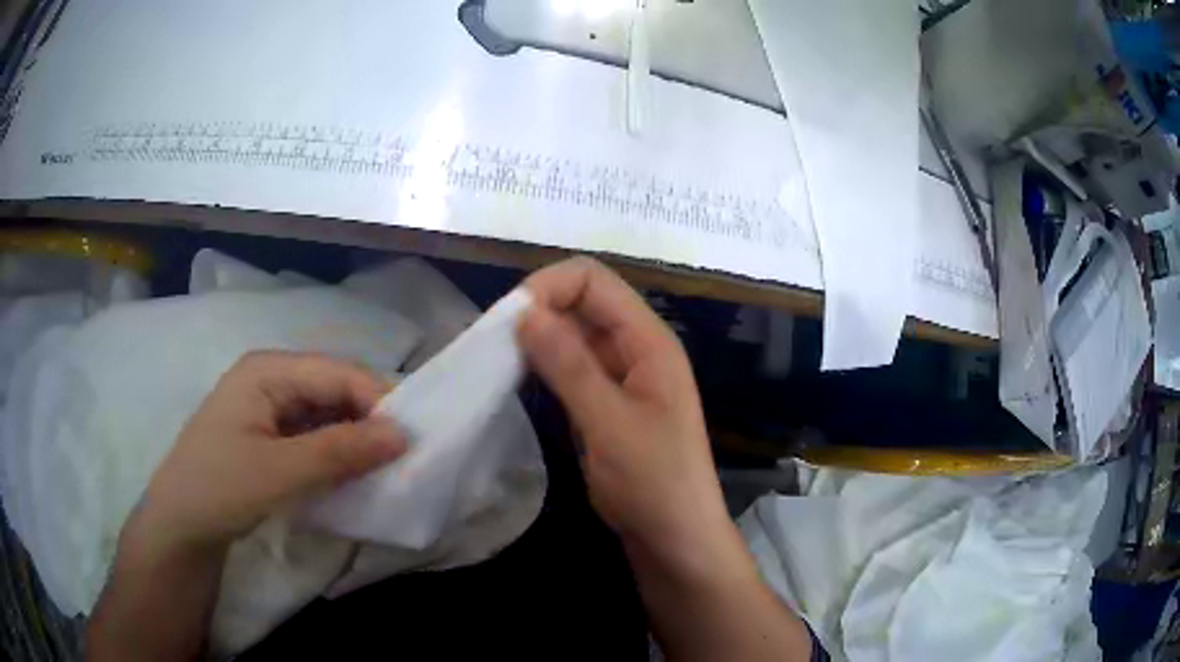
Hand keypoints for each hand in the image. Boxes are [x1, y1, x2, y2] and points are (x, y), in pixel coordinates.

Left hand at [135, 351, 406, 552]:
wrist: (180, 525)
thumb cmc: (221, 488)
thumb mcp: (281, 472)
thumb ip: (341, 451)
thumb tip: (402, 435)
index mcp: (268, 369)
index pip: (337, 372)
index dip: (378, 400)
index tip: (412, 440)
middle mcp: (270, 378)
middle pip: (333, 389)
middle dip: (368, 420)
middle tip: (402, 458)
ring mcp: (268, 407)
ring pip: (326, 414)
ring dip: (354, 439)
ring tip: (383, 469)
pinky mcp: (269, 435)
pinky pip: (313, 435)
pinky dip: (335, 452)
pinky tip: (350, 474)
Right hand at [518, 258, 729, 565]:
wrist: (674, 538)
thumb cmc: (654, 482)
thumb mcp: (610, 423)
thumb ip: (569, 366)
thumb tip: (525, 311)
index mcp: (649, 340)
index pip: (594, 281)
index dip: (550, 286)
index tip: (508, 319)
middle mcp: (635, 348)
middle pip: (581, 303)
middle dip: (537, 311)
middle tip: (492, 341)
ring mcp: (619, 376)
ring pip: (571, 336)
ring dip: (535, 340)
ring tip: (495, 358)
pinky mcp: (603, 402)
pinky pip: (569, 368)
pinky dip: (542, 366)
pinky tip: (514, 379)